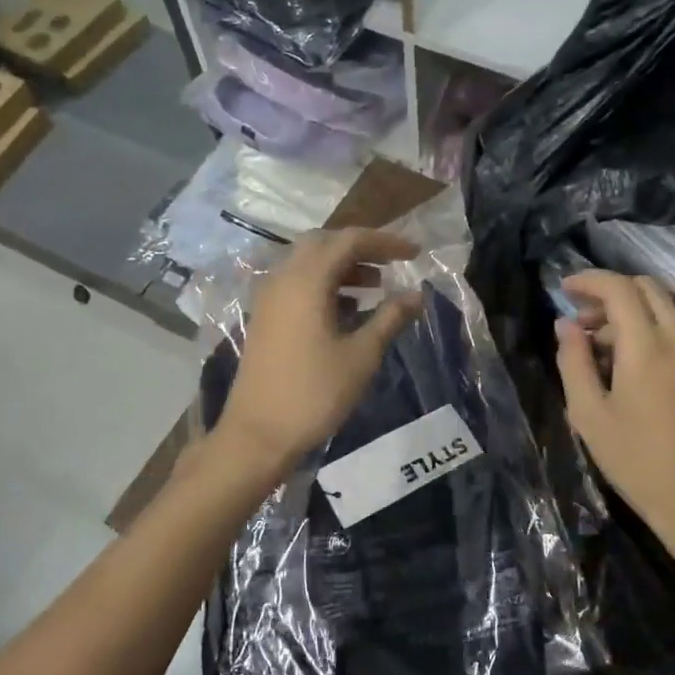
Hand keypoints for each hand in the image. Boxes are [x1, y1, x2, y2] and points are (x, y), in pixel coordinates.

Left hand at [217, 228, 424, 474]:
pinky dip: (325, 284)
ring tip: (376, 286)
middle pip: (324, 243)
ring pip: (308, 263)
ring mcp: (269, 298)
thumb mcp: (361, 355)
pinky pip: (297, 284)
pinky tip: (347, 308)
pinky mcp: (265, 317)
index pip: (349, 240)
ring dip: (342, 266)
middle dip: (361, 248)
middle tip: (391, 264)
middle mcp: (283, 279)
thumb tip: (416, 295)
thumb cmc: (314, 393)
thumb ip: (390, 318)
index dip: (385, 242)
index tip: (414, 254)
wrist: (258, 434)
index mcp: (306, 280)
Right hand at [556, 271, 674, 581]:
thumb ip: (573, 363)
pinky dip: (646, 331)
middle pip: (648, 288)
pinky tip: (624, 366)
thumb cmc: (639, 463)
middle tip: (580, 318)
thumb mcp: (589, 416)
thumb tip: (566, 326)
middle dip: (610, 292)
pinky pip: (674, 332)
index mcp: (648, 348)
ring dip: (628, 313)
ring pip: (663, 309)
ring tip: (595, 348)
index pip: (620, 289)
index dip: (589, 280)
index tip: (564, 289)